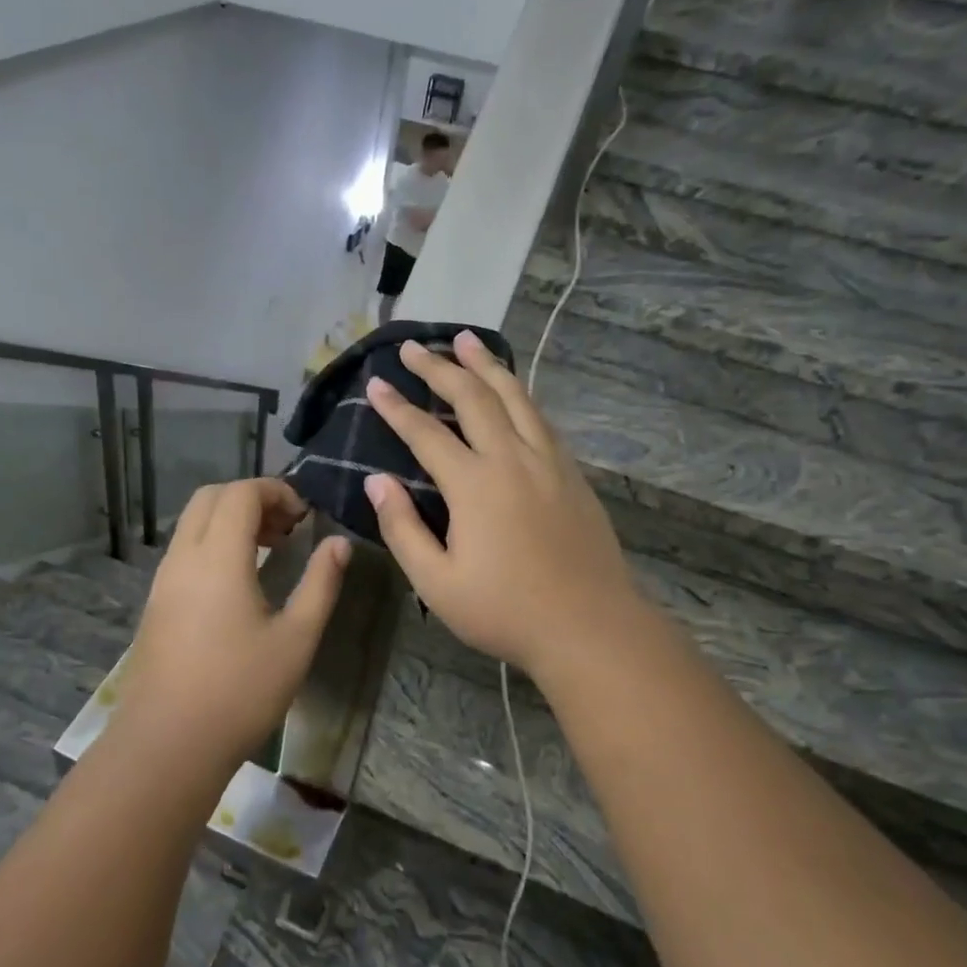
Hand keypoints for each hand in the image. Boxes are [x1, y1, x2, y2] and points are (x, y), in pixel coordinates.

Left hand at [111, 479, 349, 770]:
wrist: (167, 744)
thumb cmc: (240, 691)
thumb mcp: (296, 638)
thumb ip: (321, 583)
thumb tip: (338, 543)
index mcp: (218, 557)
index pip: (242, 493)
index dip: (277, 491)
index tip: (306, 516)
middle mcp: (184, 557)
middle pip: (211, 497)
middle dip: (251, 498)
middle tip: (288, 528)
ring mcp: (163, 580)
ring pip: (193, 523)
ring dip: (230, 520)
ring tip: (270, 551)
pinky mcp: (156, 603)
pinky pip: (184, 550)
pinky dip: (212, 543)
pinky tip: (239, 581)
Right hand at [363, 331, 643, 678]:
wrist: (590, 627)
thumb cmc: (505, 612)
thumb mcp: (437, 583)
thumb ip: (403, 528)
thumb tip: (377, 481)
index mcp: (475, 485)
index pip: (426, 433)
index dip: (397, 407)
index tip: (376, 383)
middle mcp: (512, 459)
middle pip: (473, 398)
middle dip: (440, 367)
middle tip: (414, 346)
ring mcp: (549, 462)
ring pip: (515, 397)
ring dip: (486, 365)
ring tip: (466, 340)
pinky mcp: (572, 474)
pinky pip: (540, 418)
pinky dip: (519, 394)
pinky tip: (512, 391)